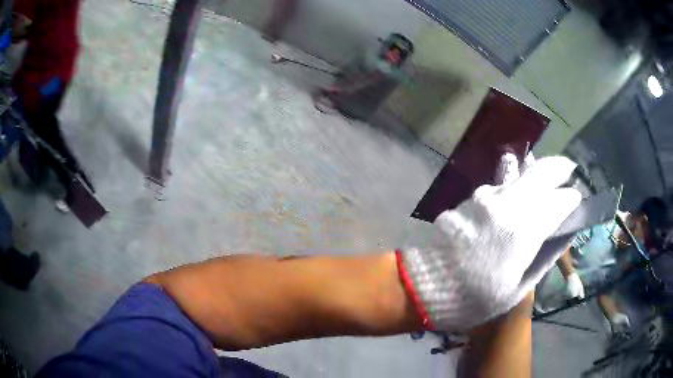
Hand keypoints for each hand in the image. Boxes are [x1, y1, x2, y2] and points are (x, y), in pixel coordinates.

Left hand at [400, 154, 580, 330]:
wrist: (422, 287)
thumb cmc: (473, 299)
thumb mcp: (516, 289)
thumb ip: (544, 258)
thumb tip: (565, 236)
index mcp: (523, 231)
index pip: (558, 202)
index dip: (571, 199)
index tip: (577, 198)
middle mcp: (506, 205)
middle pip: (540, 174)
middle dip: (558, 168)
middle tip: (569, 167)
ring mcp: (485, 197)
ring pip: (518, 174)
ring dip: (534, 171)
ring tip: (545, 173)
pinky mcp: (469, 199)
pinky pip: (498, 185)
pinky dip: (512, 182)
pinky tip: (515, 187)